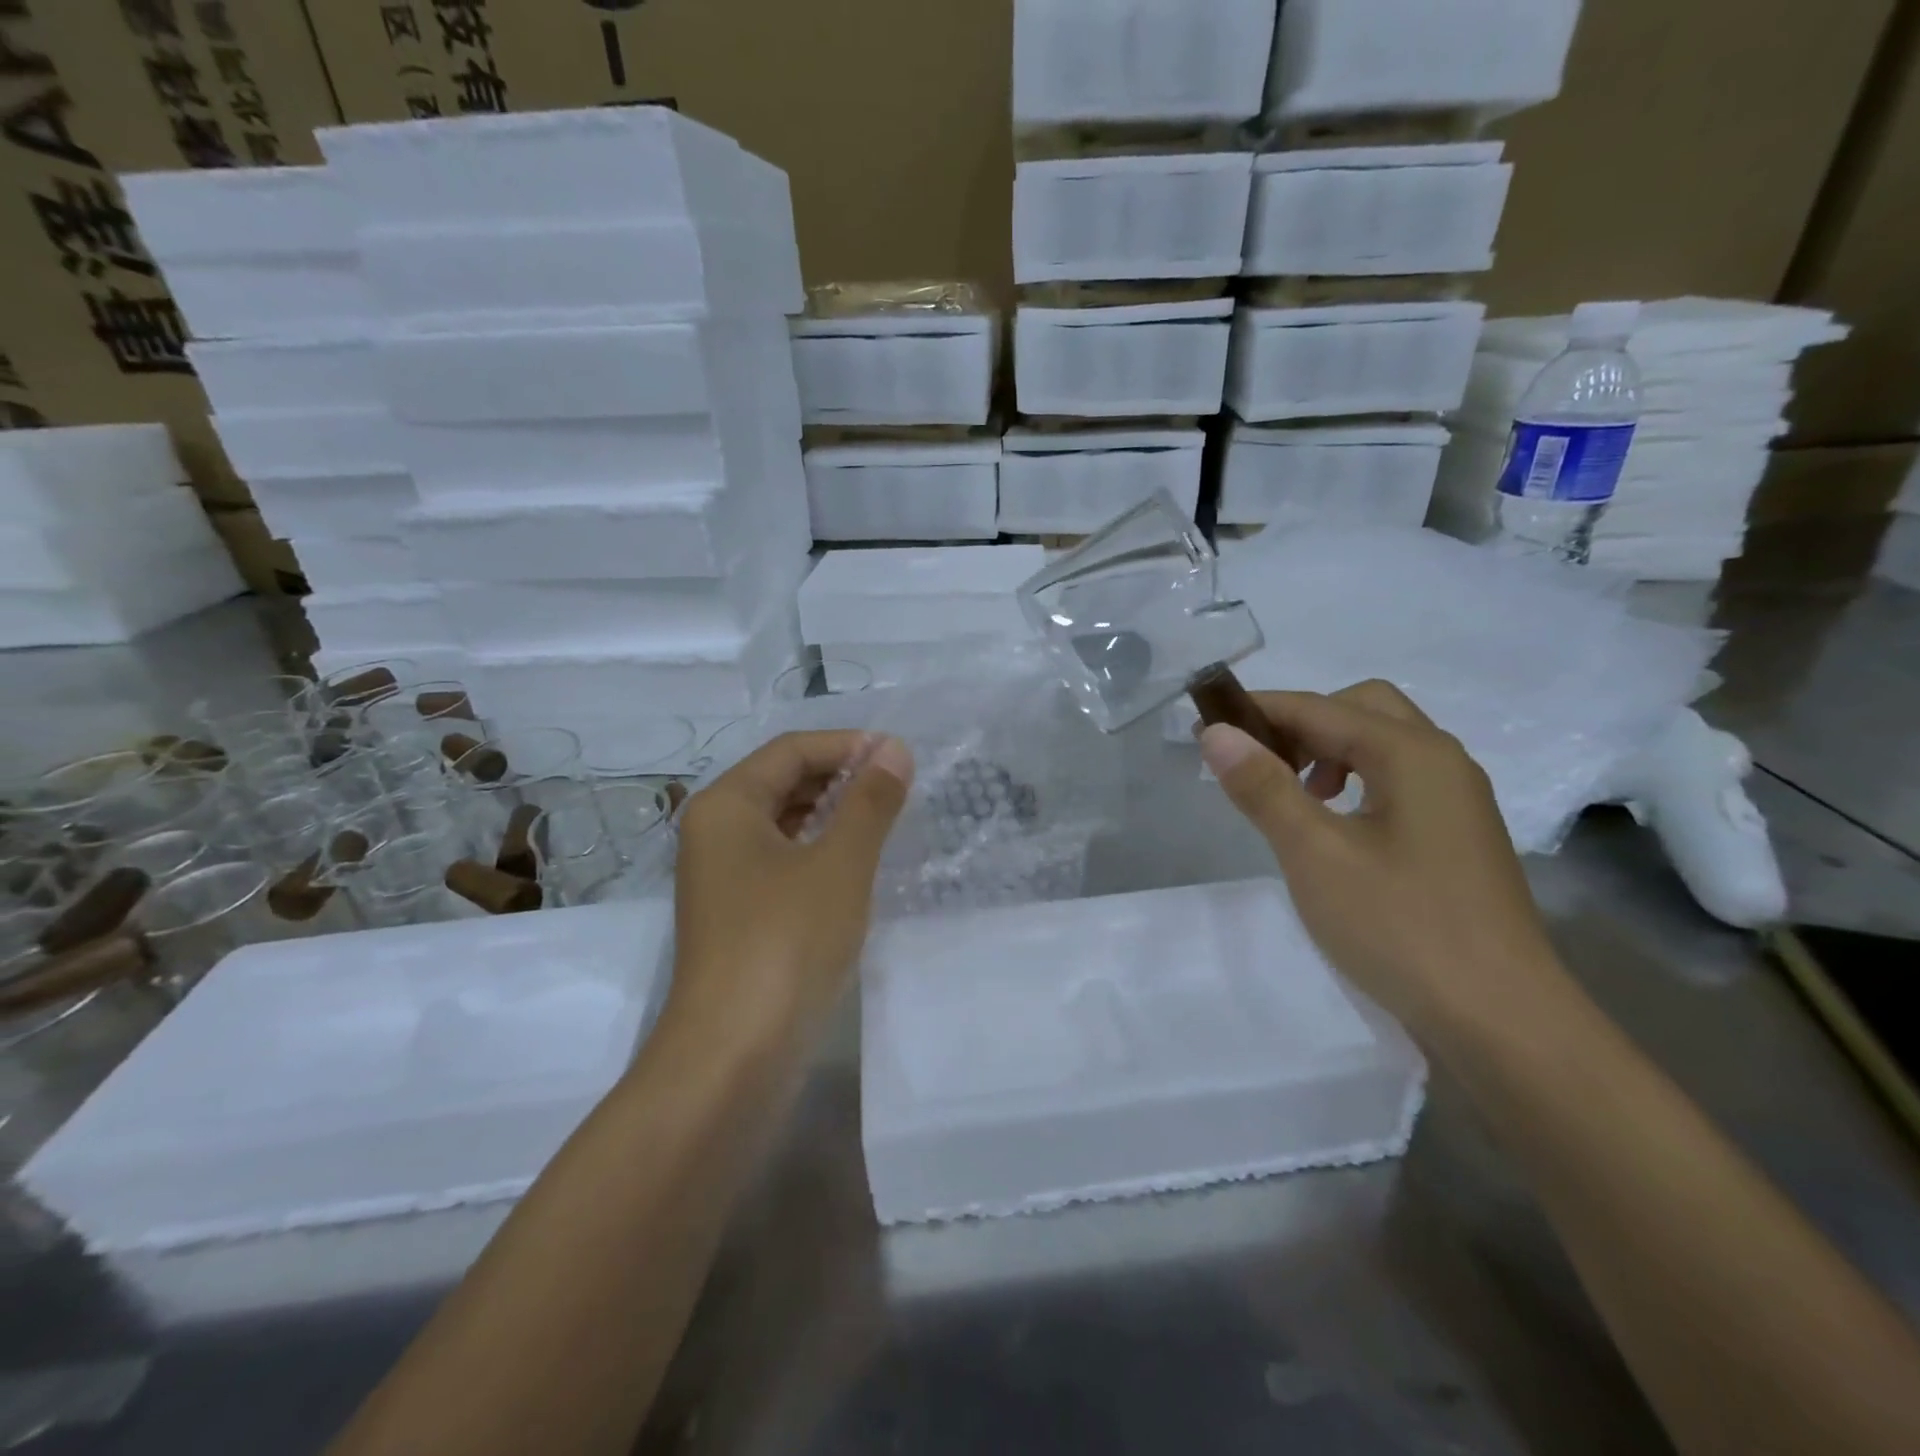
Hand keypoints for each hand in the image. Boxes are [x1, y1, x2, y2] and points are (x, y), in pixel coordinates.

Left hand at [670, 731, 912, 1040]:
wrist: (734, 1055)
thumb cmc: (786, 942)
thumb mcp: (840, 863)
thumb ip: (870, 801)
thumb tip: (894, 750)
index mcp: (726, 805)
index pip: (790, 750)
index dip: (847, 744)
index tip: (899, 756)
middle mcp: (715, 832)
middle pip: (782, 781)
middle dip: (840, 777)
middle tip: (898, 786)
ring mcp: (722, 877)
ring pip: (783, 824)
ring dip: (833, 814)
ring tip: (886, 819)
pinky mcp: (738, 915)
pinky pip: (782, 862)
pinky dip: (820, 852)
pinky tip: (857, 865)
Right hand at [1199, 681, 1563, 1038]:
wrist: (1502, 1021)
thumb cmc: (1401, 927)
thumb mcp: (1315, 854)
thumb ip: (1264, 787)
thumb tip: (1218, 733)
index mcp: (1413, 753)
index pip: (1320, 708)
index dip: (1258, 711)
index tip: (1204, 727)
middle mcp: (1442, 761)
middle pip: (1360, 709)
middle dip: (1301, 723)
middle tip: (1256, 761)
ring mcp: (1456, 800)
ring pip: (1381, 745)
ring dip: (1326, 752)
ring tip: (1290, 795)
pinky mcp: (1456, 836)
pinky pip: (1396, 781)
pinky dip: (1353, 781)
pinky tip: (1332, 826)